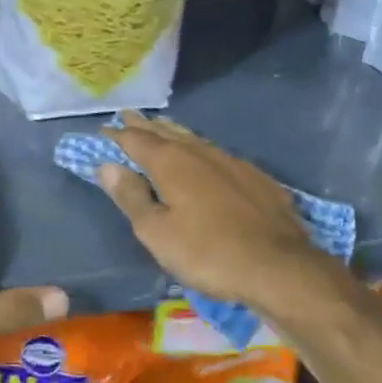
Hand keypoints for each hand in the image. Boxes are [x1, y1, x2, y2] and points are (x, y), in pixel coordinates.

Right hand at [96, 112, 331, 315]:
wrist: (279, 266)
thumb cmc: (207, 252)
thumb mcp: (157, 232)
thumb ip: (131, 196)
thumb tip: (108, 166)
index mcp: (171, 162)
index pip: (136, 140)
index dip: (117, 134)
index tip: (103, 130)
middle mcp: (200, 152)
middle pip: (166, 133)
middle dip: (145, 125)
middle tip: (128, 116)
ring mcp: (232, 162)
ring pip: (194, 140)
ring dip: (174, 133)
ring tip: (161, 127)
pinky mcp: (256, 178)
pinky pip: (219, 155)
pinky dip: (201, 151)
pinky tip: (206, 158)